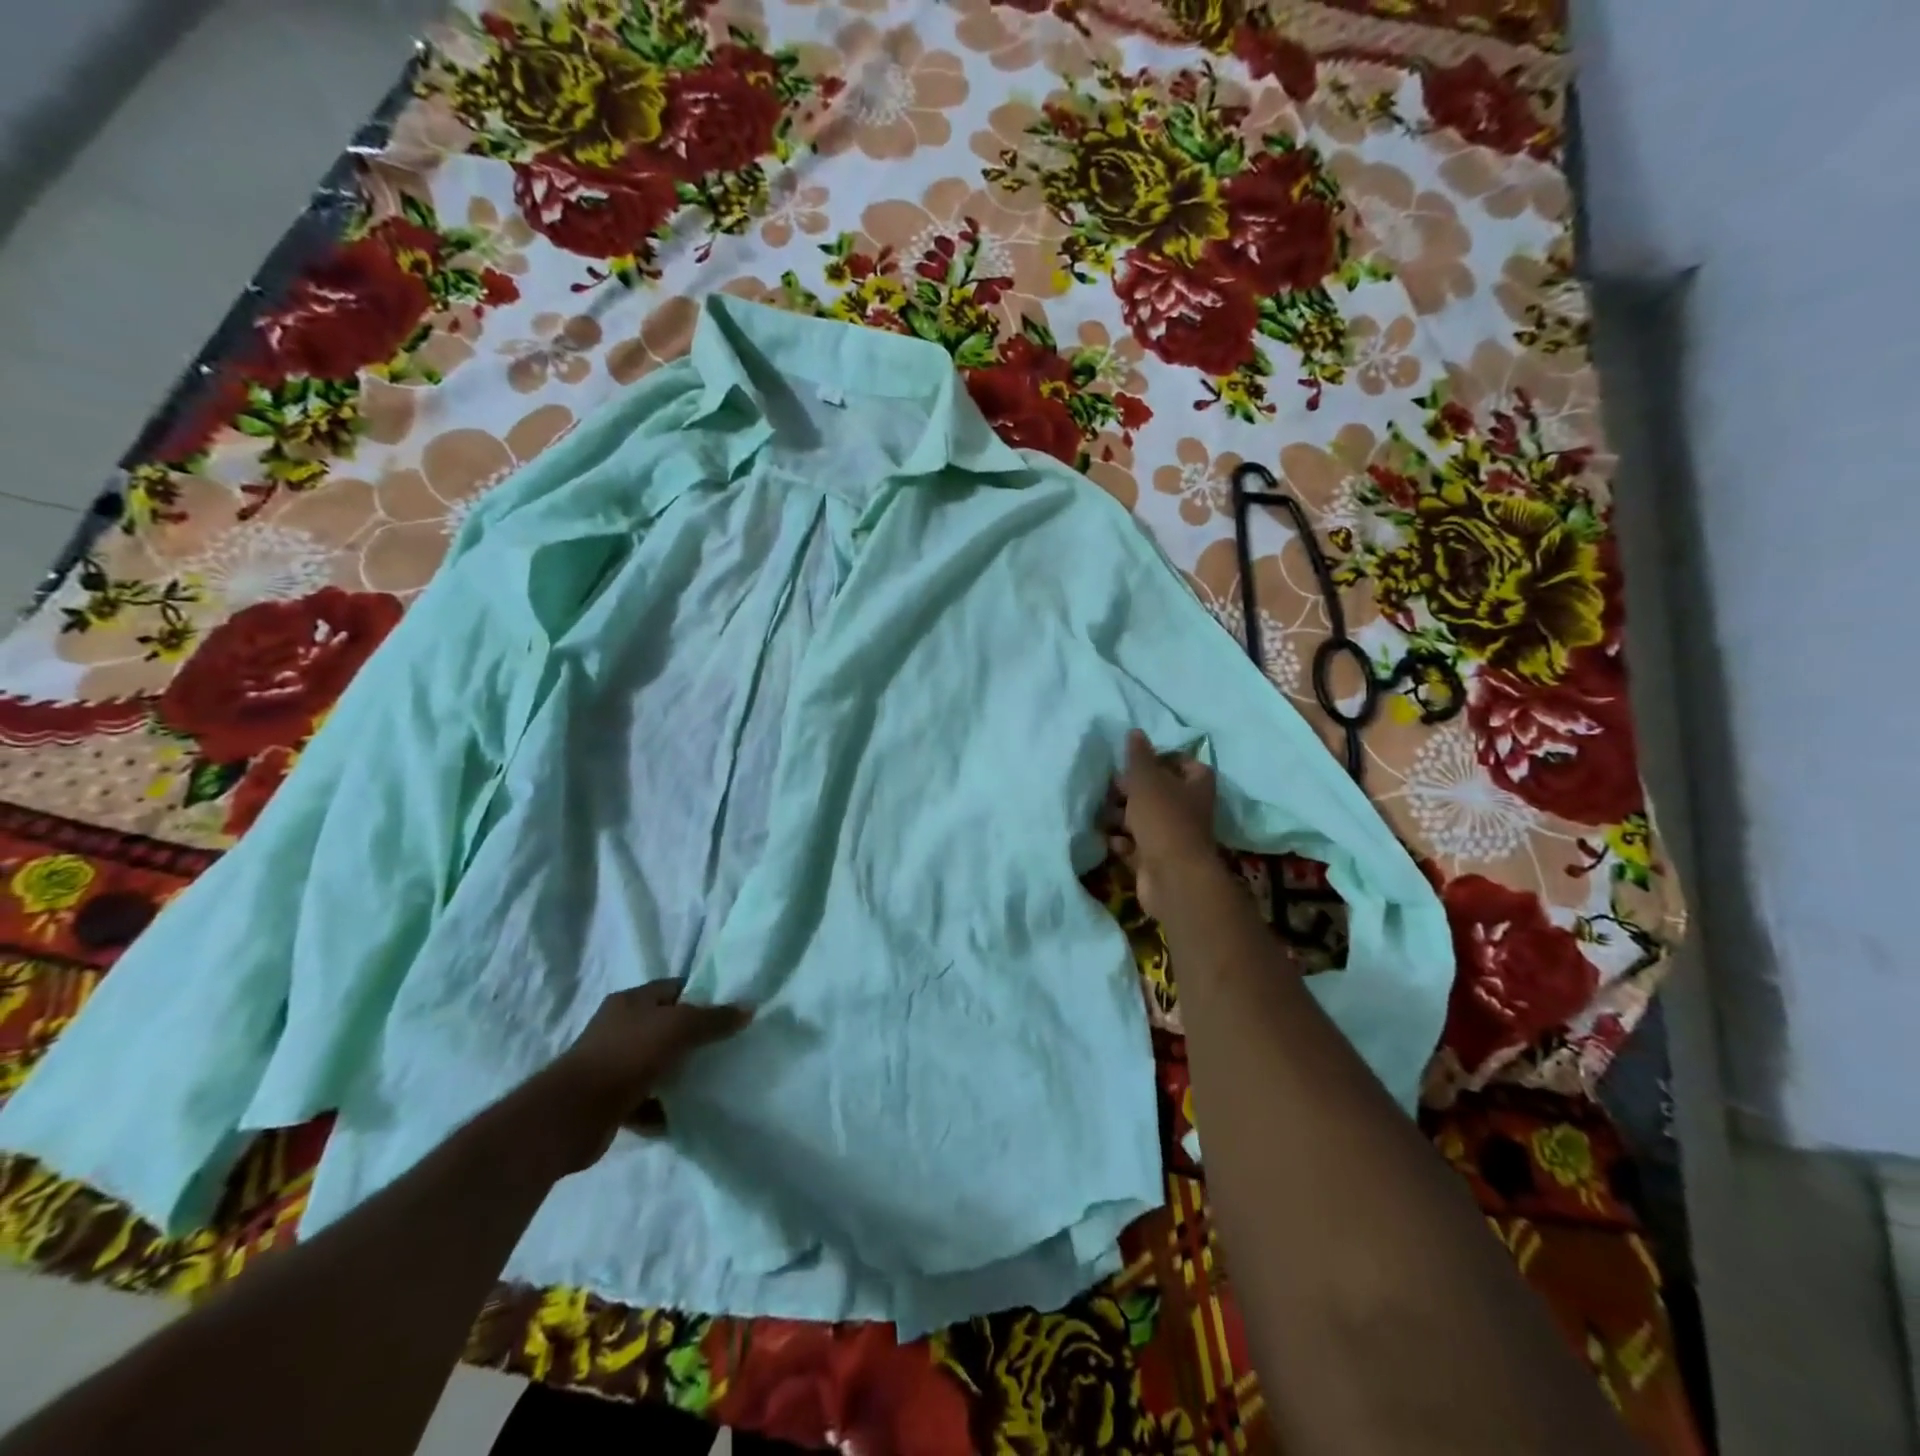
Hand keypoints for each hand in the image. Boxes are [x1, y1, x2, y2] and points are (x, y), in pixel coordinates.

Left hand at [530, 981, 750, 1173]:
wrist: (570, 1116)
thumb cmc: (626, 1056)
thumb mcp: (679, 1028)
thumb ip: (715, 1019)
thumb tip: (749, 1009)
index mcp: (631, 1001)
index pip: (675, 988)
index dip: (703, 995)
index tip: (731, 1011)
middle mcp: (619, 1027)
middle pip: (667, 1026)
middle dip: (695, 1037)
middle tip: (728, 1047)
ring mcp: (611, 1065)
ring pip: (657, 1064)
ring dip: (680, 1075)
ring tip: (712, 1082)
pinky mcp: (608, 1101)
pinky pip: (645, 1100)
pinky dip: (663, 1107)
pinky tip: (684, 1115)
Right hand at [1105, 729, 1220, 919]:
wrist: (1173, 877)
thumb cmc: (1164, 819)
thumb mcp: (1147, 780)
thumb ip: (1138, 756)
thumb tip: (1135, 732)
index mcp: (1195, 784)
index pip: (1182, 762)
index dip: (1158, 759)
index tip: (1134, 761)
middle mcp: (1188, 809)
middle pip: (1157, 791)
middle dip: (1130, 791)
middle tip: (1110, 789)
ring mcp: (1172, 836)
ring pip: (1142, 819)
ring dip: (1121, 818)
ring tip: (1104, 816)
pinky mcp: (1156, 860)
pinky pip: (1135, 845)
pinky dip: (1122, 843)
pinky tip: (1112, 842)